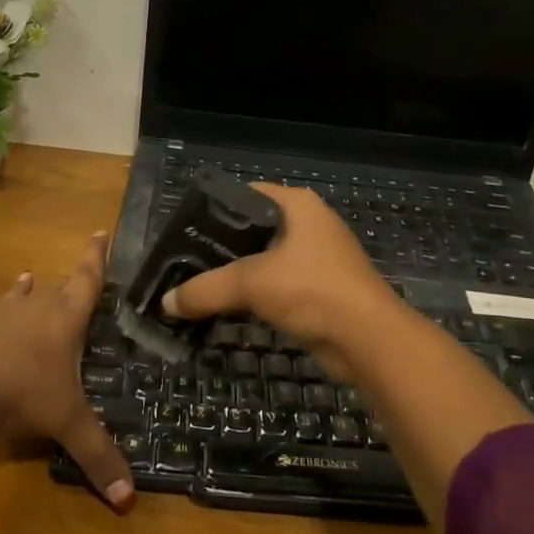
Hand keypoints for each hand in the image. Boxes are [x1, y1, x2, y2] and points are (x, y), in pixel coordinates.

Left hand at [0, 231, 135, 511]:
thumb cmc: (20, 392)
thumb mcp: (64, 423)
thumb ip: (96, 456)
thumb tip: (128, 501)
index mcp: (64, 319)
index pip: (87, 281)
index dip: (96, 258)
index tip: (99, 232)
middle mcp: (34, 307)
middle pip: (55, 288)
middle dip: (66, 284)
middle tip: (74, 283)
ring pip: (18, 296)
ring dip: (26, 291)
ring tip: (27, 280)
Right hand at [160, 185, 409, 374]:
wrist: (368, 339)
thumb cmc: (312, 290)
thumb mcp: (251, 283)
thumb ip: (205, 289)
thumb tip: (165, 302)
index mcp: (298, 205)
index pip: (246, 194)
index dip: (215, 209)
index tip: (185, 230)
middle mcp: (310, 225)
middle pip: (254, 229)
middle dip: (221, 247)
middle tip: (186, 262)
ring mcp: (318, 259)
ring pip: (266, 261)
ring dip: (238, 276)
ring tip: (200, 287)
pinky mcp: (321, 290)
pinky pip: (278, 286)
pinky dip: (256, 296)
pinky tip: (229, 308)